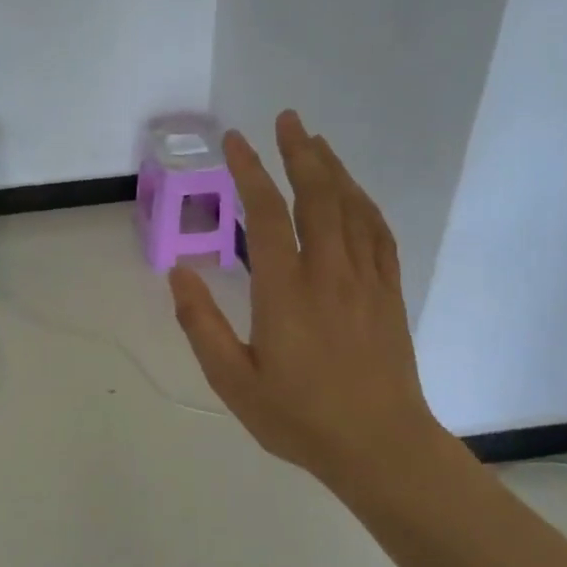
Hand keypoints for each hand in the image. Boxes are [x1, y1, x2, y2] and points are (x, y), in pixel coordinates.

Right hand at [169, 111, 446, 501]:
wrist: (381, 447)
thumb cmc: (299, 418)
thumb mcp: (233, 381)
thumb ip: (201, 325)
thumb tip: (178, 274)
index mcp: (286, 292)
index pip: (266, 215)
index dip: (249, 172)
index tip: (234, 141)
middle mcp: (329, 273)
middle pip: (317, 196)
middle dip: (299, 152)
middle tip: (286, 119)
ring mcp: (365, 280)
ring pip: (352, 208)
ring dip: (333, 169)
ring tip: (315, 141)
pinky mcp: (388, 293)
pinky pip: (379, 234)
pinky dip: (364, 203)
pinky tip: (354, 193)